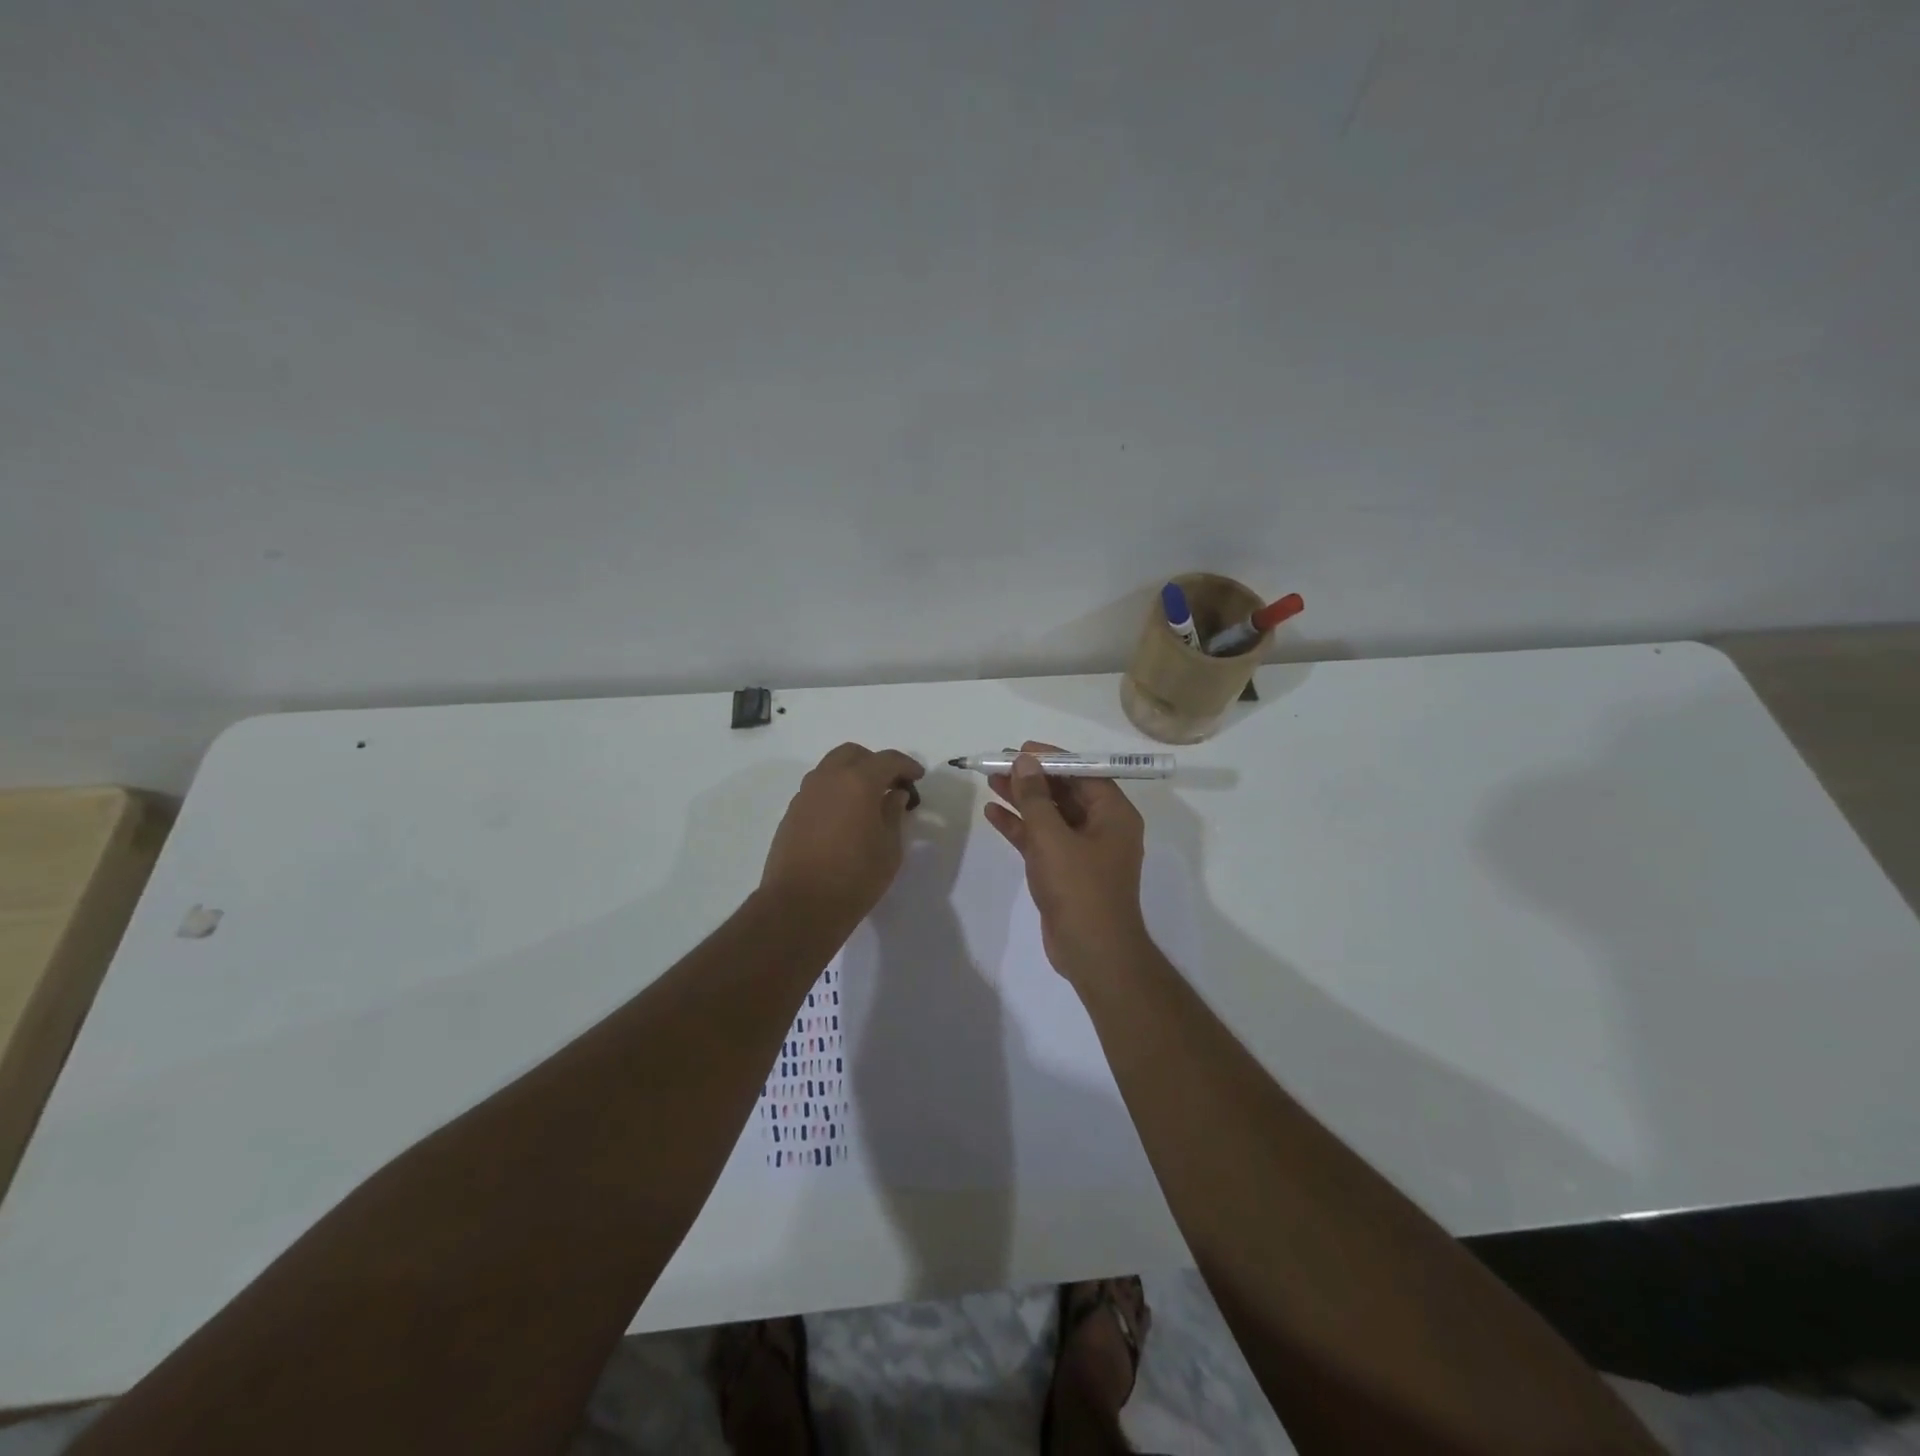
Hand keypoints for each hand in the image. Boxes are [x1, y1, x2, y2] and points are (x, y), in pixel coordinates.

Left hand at [761, 743, 924, 933]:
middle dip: (874, 763)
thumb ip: (893, 814)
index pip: (887, 760)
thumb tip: (894, 795)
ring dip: (851, 774)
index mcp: (858, 782)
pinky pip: (817, 789)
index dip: (906, 765)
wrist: (800, 906)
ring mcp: (805, 795)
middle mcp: (828, 779)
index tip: (917, 777)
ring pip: (830, 768)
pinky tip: (844, 817)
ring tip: (867, 800)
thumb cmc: (855, 878)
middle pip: (853, 754)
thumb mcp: (889, 848)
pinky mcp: (791, 813)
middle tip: (890, 784)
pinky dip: (834, 791)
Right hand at [983, 740, 1151, 984]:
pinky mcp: (1066, 872)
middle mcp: (1103, 828)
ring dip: (1023, 800)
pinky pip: (1043, 840)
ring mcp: (1084, 851)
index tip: (1021, 750)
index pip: (1084, 773)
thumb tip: (1024, 762)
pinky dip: (1020, 828)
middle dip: (1032, 779)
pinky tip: (993, 814)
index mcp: (1114, 814)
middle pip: (1065, 792)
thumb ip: (1035, 798)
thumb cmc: (1079, 888)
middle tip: (999, 764)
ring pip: (1051, 816)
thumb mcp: (1053, 838)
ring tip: (991, 782)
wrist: (1092, 953)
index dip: (1052, 759)